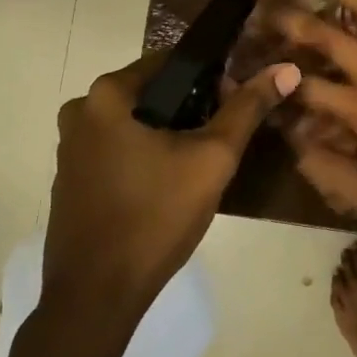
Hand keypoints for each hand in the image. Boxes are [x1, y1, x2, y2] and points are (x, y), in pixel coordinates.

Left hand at [44, 54, 300, 319]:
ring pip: (133, 124)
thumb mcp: (212, 158)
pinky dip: (143, 156)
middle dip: (190, 109)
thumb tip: (286, 68)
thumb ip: (247, 108)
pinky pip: (116, 150)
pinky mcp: (70, 180)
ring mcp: (70, 148)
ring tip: (200, 164)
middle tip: (222, 139)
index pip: (169, 61)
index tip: (235, 105)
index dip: (210, 77)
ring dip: (167, 134)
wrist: (96, 294)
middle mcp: (80, 111)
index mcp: (106, 94)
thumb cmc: (155, 216)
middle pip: (150, 93)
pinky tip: (166, 186)